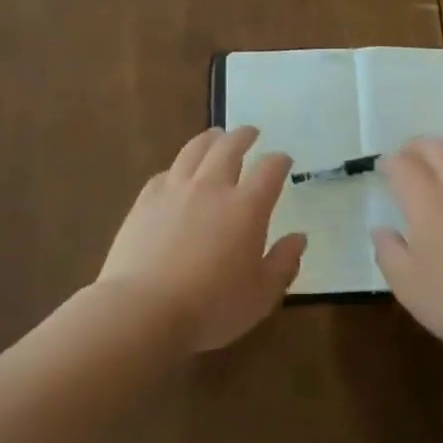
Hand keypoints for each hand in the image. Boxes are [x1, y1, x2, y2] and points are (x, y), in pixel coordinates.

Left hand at [98, 127, 306, 351]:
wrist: (143, 310)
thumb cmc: (211, 308)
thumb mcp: (261, 295)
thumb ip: (283, 263)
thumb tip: (299, 238)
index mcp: (247, 207)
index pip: (269, 169)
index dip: (279, 160)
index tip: (283, 160)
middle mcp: (212, 187)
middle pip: (230, 147)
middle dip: (244, 136)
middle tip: (251, 133)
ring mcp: (175, 190)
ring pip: (195, 150)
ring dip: (210, 139)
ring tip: (216, 136)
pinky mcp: (145, 200)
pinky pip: (166, 172)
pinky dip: (179, 167)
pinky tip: (178, 173)